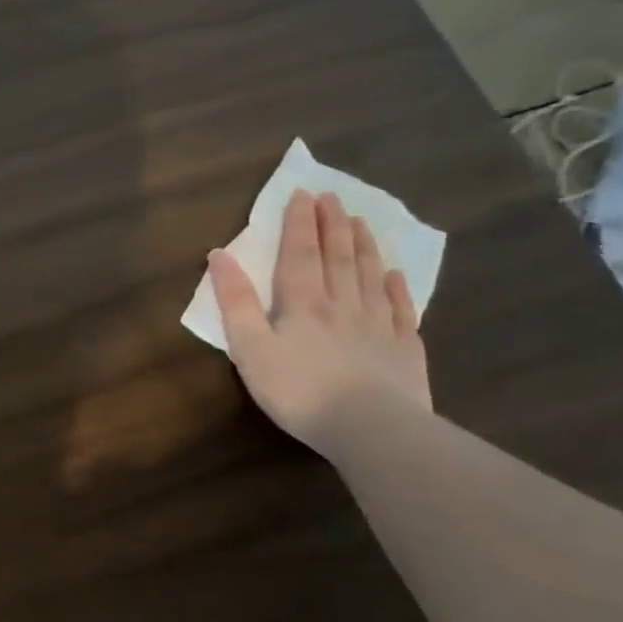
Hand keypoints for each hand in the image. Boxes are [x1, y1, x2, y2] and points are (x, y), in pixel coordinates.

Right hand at [208, 190, 429, 454]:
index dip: (299, 223)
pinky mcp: (404, 350)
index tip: (302, 194)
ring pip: (370, 276)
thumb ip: (235, 301)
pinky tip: (396, 275)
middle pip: (337, 257)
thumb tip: (218, 255)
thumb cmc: (297, 389)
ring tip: (361, 221)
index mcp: (302, 303)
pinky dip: (398, 289)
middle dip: (332, 225)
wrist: (369, 428)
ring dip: (364, 247)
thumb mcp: (249, 347)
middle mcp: (342, 304)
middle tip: (333, 197)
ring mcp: (378, 325)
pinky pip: (401, 310)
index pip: (299, 254)